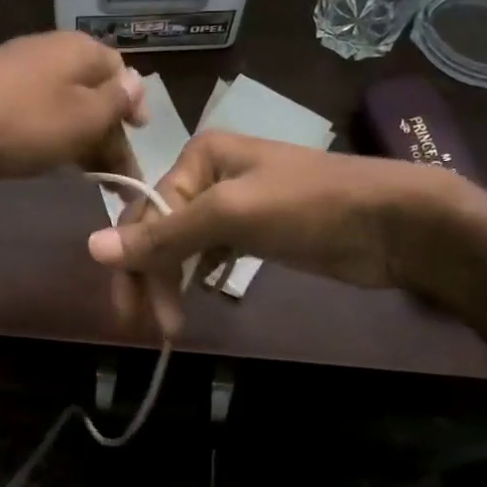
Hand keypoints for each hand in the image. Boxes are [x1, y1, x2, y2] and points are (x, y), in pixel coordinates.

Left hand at [0, 32, 147, 179]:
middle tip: (115, 173)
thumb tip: (136, 83)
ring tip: (86, 173)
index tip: (137, 138)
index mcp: (78, 48)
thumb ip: (116, 101)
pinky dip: (49, 133)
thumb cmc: (24, 124)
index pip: (120, 71)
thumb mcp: (84, 118)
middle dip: (108, 130)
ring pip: (62, 102)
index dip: (133, 106)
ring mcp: (15, 67)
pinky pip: (33, 109)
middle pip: (91, 89)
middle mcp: (48, 49)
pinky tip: (46, 158)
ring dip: (80, 136)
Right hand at [87, 131, 462, 334]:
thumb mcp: (232, 216)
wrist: (395, 222)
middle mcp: (211, 174)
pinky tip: (200, 294)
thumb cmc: (310, 207)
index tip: (130, 314)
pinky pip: (211, 252)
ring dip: (173, 282)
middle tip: (153, 329)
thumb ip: (164, 235)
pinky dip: (199, 275)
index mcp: (200, 157)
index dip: (132, 262)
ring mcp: (236, 203)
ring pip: (185, 244)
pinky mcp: (257, 230)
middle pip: (162, 229)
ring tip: (174, 325)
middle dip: (152, 278)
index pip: (146, 211)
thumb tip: (91, 248)